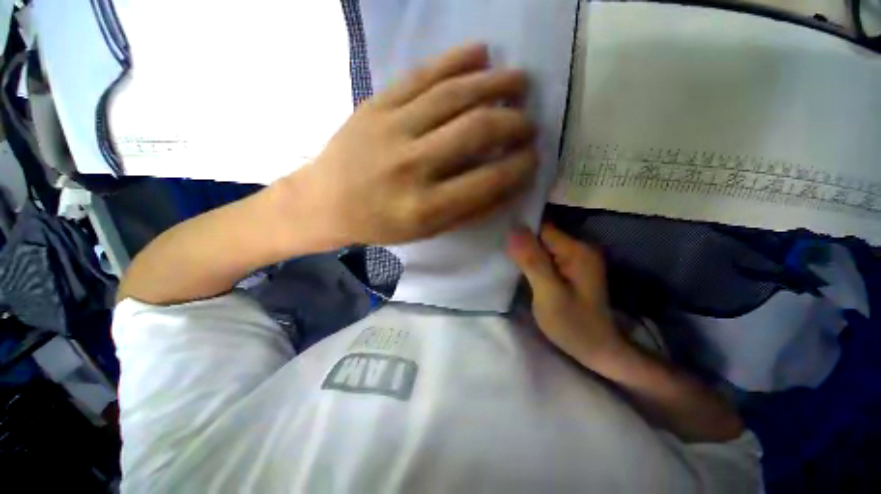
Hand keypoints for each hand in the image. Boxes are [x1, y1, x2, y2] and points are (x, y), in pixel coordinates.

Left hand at [281, 44, 537, 247]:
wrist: (326, 202)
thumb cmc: (381, 223)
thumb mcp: (427, 231)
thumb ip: (470, 211)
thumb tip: (509, 185)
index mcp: (424, 207)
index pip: (487, 180)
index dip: (519, 167)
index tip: (534, 157)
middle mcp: (411, 166)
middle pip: (476, 131)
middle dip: (513, 123)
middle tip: (529, 122)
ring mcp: (391, 129)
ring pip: (454, 95)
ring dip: (495, 83)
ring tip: (520, 80)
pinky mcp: (376, 105)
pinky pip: (421, 75)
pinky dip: (456, 60)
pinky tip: (481, 53)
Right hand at [507, 224, 629, 368]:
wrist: (598, 350)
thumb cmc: (573, 325)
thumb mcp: (549, 294)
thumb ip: (532, 261)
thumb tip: (513, 229)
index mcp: (577, 251)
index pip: (542, 228)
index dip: (520, 232)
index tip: (499, 238)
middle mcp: (579, 249)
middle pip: (542, 235)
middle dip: (521, 241)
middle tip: (499, 250)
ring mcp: (576, 259)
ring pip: (542, 246)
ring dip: (525, 251)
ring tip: (504, 256)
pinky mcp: (570, 269)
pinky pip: (546, 256)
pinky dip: (532, 259)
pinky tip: (519, 265)